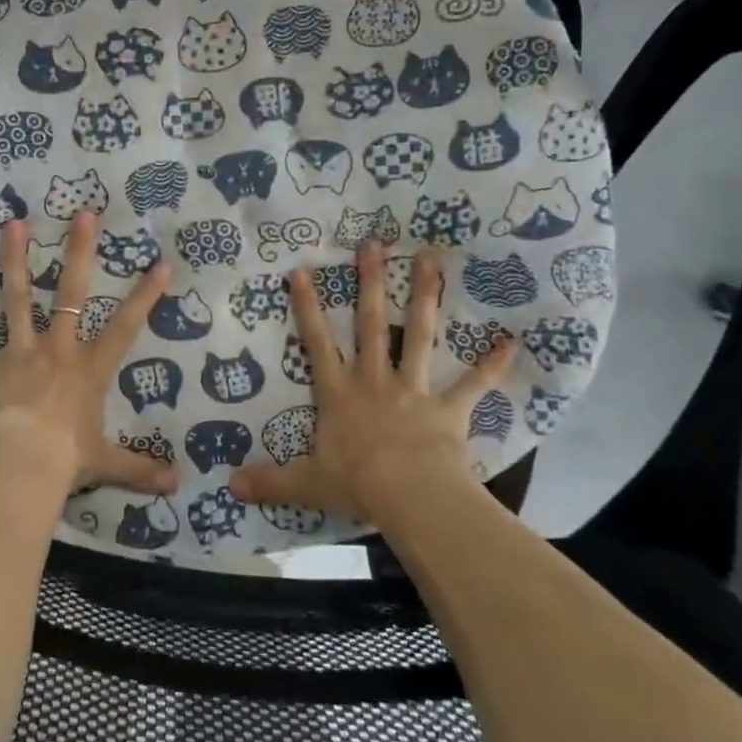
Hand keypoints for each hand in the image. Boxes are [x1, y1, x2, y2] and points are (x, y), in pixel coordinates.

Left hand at [0, 212, 180, 498]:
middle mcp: (55, 350)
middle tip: (81, 215)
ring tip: (12, 224)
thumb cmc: (68, 459)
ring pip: (16, 299)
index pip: (124, 327)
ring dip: (14, 261)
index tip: (160, 265)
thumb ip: (140, 469)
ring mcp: (17, 353)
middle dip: (78, 253)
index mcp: (88, 369)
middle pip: (70, 293)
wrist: (22, 466)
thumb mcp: (107, 463)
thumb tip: (178, 487)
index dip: (144, 297)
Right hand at [229, 240, 515, 522]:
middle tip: (374, 244)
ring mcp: (413, 390)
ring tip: (430, 260)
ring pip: (418, 336)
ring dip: (425, 298)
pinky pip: (473, 384)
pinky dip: (492, 365)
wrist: (410, 497)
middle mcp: (374, 381)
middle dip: (370, 283)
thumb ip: (270, 482)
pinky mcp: (448, 408)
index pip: (317, 343)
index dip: (308, 307)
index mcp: (339, 394)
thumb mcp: (304, 484)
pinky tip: (512, 342)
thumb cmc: (356, 484)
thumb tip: (229, 486)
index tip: (303, 270)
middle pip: (370, 324)